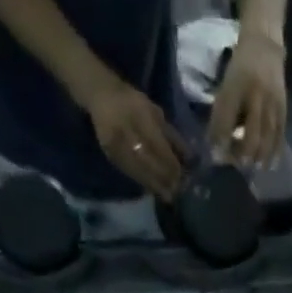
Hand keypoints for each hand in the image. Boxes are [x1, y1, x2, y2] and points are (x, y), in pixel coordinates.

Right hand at [87, 82, 189, 198]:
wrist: (101, 96)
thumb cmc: (133, 103)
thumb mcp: (155, 112)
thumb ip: (171, 135)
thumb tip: (189, 160)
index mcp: (138, 112)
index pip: (157, 143)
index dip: (169, 162)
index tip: (182, 176)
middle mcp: (124, 127)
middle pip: (147, 159)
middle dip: (164, 177)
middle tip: (177, 191)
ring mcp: (114, 141)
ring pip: (138, 169)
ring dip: (155, 185)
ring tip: (169, 196)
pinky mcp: (109, 153)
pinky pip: (129, 172)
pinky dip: (143, 182)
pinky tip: (154, 190)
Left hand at [207, 30, 286, 167]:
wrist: (265, 45)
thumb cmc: (240, 69)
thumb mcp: (226, 85)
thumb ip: (222, 114)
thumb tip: (216, 146)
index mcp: (236, 87)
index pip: (227, 120)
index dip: (222, 141)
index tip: (217, 157)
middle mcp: (255, 96)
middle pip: (251, 135)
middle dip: (244, 155)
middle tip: (239, 165)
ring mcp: (271, 103)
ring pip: (267, 138)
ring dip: (260, 157)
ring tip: (255, 168)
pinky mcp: (283, 108)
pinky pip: (280, 135)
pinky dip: (275, 153)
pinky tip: (270, 165)